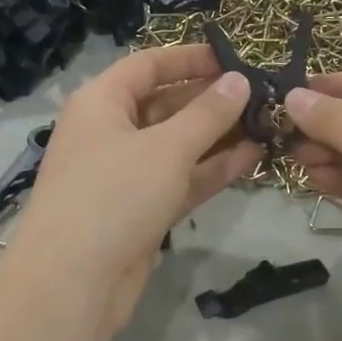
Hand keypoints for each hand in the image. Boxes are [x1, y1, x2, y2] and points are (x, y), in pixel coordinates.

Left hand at [5, 44, 259, 332]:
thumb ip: (208, 114)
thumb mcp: (166, 147)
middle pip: (166, 104)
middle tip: (263, 96)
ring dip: (219, 136)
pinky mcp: (141, 209)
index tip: (236, 59)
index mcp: (102, 102)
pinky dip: (212, 169)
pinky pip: (181, 178)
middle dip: (212, 101)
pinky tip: (253, 157)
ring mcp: (126, 173)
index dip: (191, 59)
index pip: (149, 65)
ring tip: (267, 124)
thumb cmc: (114, 194)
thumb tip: (240, 81)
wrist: (73, 281)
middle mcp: (111, 131)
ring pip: (178, 145)